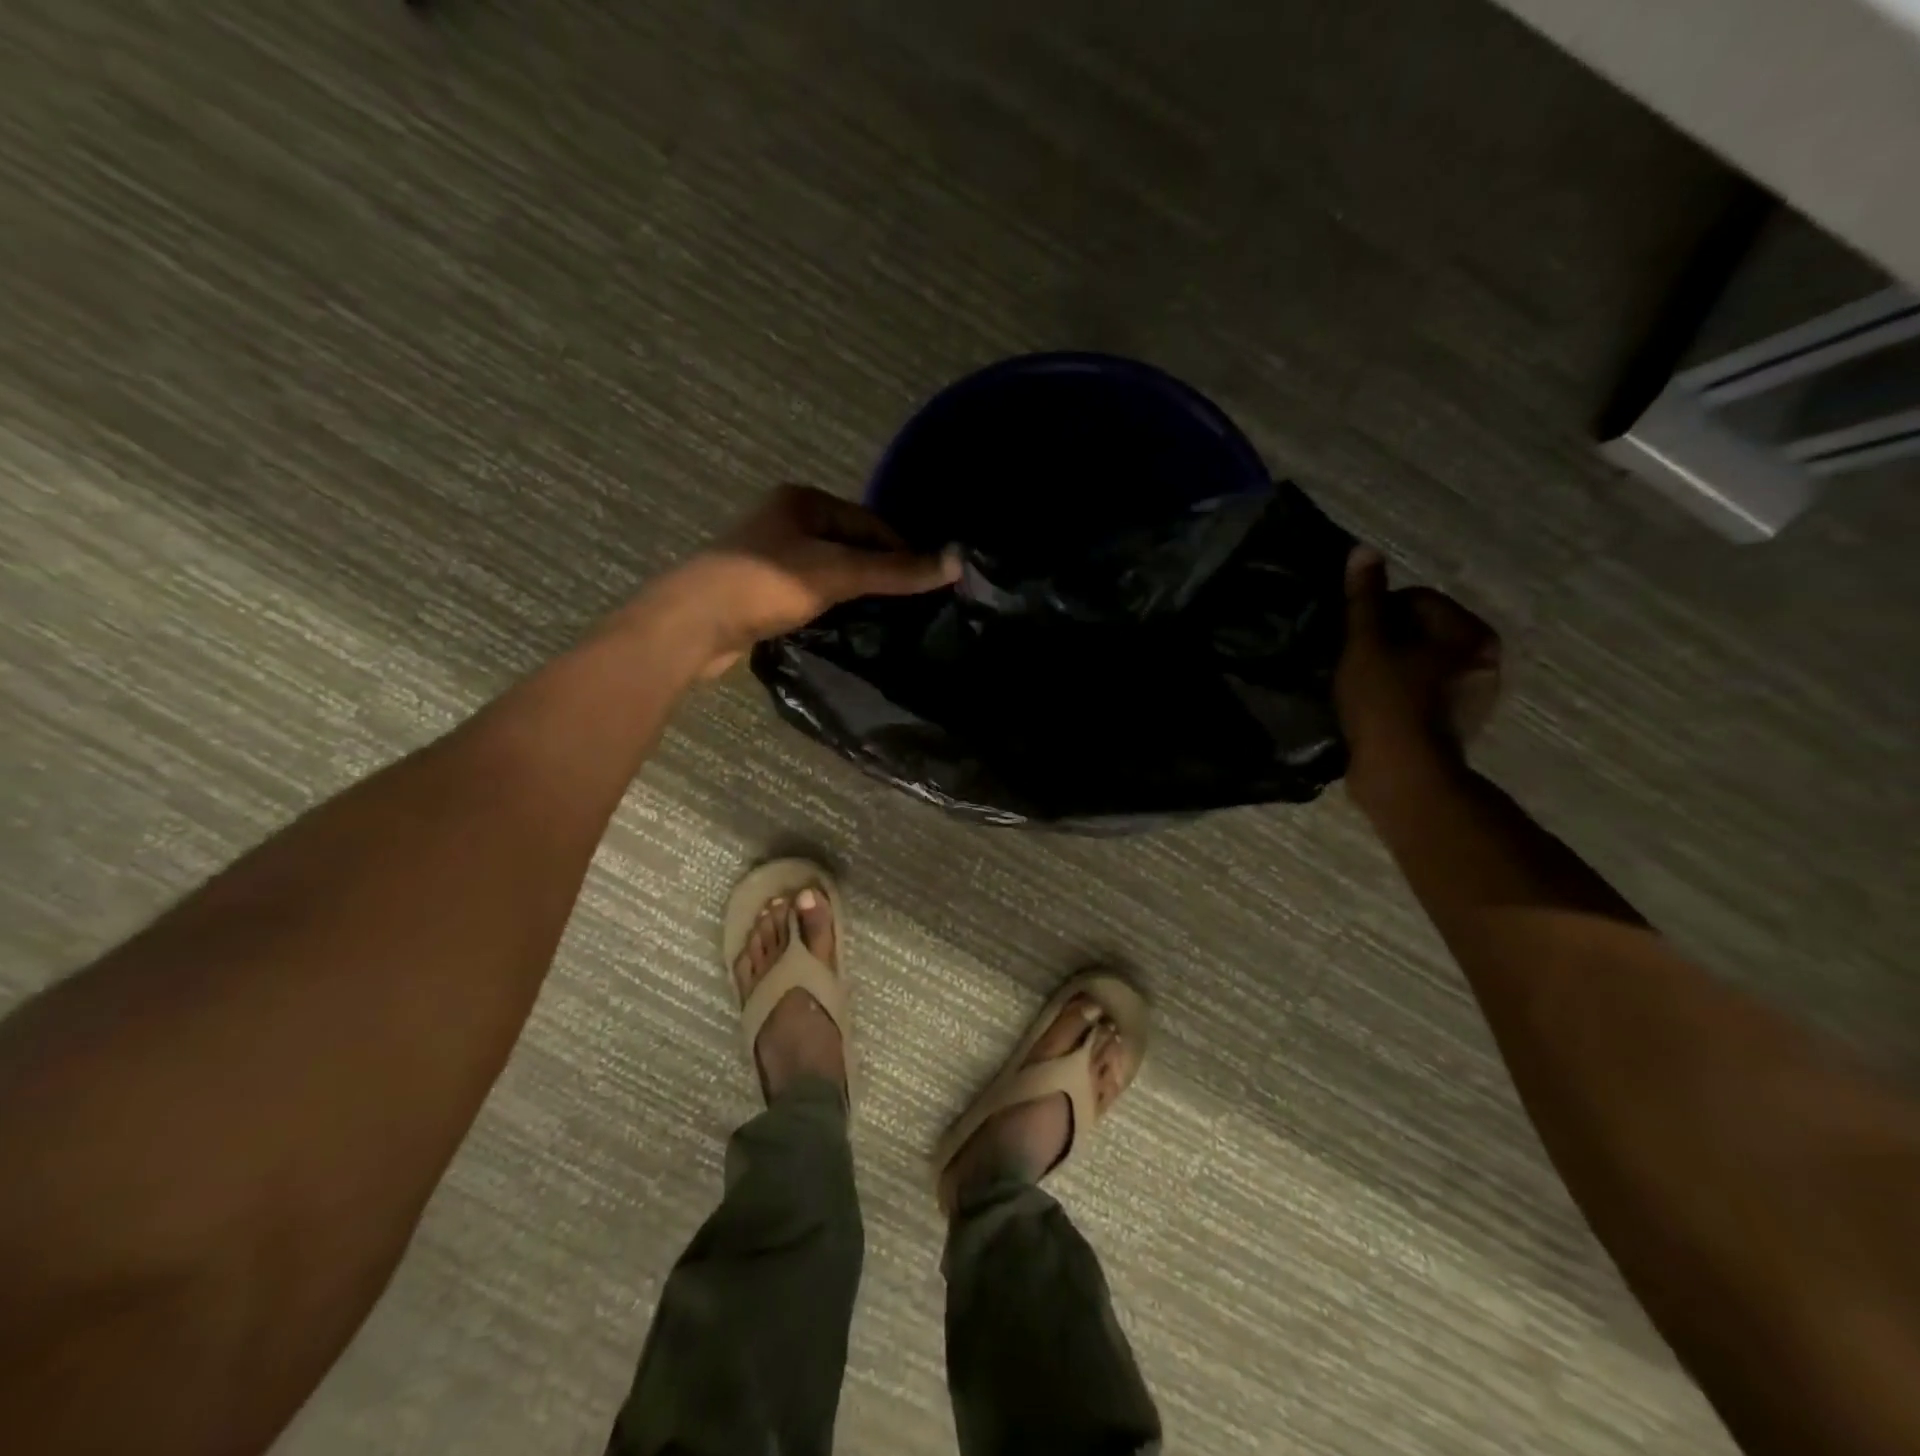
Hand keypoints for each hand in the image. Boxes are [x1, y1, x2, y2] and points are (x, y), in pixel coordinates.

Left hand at [655, 484, 959, 676]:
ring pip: (830, 569)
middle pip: (851, 544)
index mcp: (803, 501)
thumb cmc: (766, 584)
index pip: (870, 521)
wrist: (694, 623)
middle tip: (911, 606)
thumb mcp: (838, 573)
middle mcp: (786, 520)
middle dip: (880, 572)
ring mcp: (770, 555)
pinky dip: (831, 604)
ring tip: (885, 619)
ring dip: (856, 591)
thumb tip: (956, 563)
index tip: (929, 584)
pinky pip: (810, 590)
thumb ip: (896, 571)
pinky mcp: (760, 588)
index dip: (902, 550)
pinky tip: (846, 624)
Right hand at [1335, 546, 1500, 800]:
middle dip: (1382, 640)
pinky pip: (1420, 692)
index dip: (1375, 613)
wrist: (1403, 776)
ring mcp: (1472, 695)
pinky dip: (1396, 694)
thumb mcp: (1365, 644)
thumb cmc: (1385, 703)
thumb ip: (1364, 598)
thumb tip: (1364, 551)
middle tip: (1350, 662)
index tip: (1350, 639)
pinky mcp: (1454, 723)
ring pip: (1417, 663)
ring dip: (1387, 667)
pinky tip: (1372, 709)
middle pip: (1418, 630)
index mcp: (1470, 633)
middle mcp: (1482, 659)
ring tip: (1357, 687)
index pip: (1415, 599)